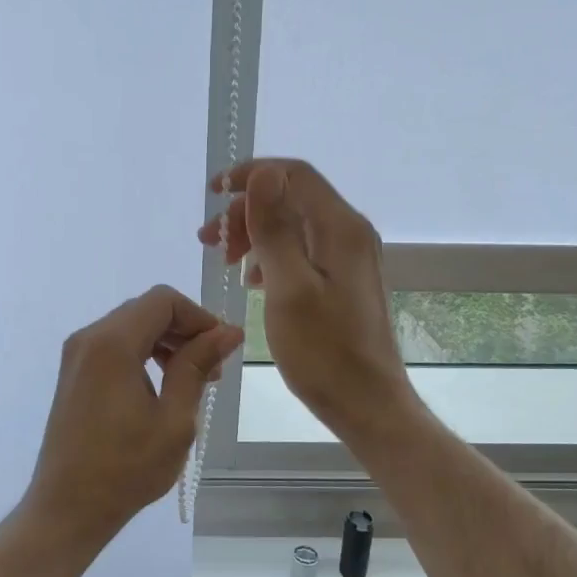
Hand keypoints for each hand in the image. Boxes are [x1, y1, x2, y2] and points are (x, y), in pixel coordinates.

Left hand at [25, 285, 243, 540]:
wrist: (67, 507)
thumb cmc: (126, 468)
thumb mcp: (174, 418)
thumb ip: (197, 366)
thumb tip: (227, 331)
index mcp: (112, 343)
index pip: (162, 300)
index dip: (198, 316)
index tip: (222, 348)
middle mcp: (88, 338)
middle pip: (145, 310)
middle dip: (184, 330)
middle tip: (212, 370)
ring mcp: (77, 356)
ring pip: (130, 327)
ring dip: (165, 343)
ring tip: (192, 382)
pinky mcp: (74, 374)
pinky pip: (114, 346)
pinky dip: (143, 354)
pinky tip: (161, 388)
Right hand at [199, 159, 413, 441]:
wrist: (368, 404)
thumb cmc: (324, 351)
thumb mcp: (288, 288)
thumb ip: (274, 228)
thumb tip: (262, 173)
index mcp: (340, 228)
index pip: (293, 174)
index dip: (250, 175)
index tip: (212, 194)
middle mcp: (349, 232)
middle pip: (291, 198)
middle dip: (246, 211)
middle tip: (208, 241)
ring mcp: (348, 257)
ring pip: (293, 224)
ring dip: (255, 233)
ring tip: (223, 261)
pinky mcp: (342, 279)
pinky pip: (301, 250)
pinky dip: (270, 256)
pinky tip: (251, 280)